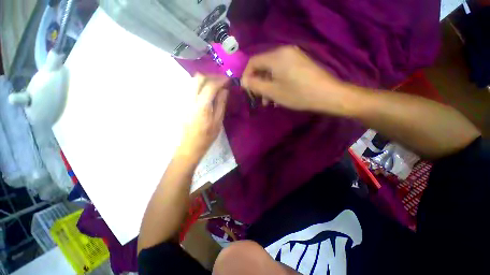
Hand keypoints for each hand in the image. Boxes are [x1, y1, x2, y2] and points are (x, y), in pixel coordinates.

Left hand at [176, 74, 228, 162]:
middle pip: (198, 78)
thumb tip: (224, 90)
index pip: (210, 86)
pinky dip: (199, 84)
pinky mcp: (181, 102)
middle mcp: (190, 100)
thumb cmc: (206, 136)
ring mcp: (183, 100)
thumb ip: (221, 104)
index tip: (228, 80)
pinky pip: (190, 87)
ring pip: (192, 81)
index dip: (220, 80)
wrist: (190, 145)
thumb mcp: (218, 122)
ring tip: (215, 84)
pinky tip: (206, 90)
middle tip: (221, 81)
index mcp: (201, 106)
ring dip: (205, 79)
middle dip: (211, 76)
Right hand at [241, 46, 350, 114]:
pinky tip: (278, 96)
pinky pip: (282, 72)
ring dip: (268, 86)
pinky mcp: (300, 63)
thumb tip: (243, 82)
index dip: (246, 76)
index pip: (253, 62)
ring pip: (273, 71)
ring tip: (269, 102)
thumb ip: (255, 85)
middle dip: (259, 84)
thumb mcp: (272, 92)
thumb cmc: (298, 94)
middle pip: (263, 67)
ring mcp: (294, 57)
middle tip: (259, 99)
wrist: (328, 95)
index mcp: (276, 56)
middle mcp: (284, 52)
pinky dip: (277, 83)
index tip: (246, 90)